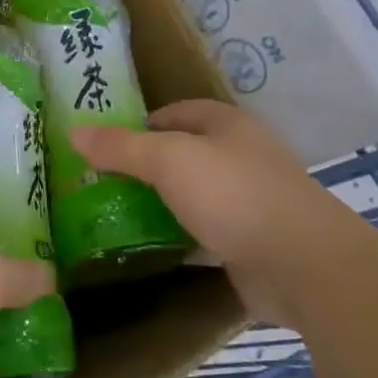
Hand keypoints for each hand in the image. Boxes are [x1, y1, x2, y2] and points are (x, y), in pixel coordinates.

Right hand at [72, 100, 377, 325]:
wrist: (303, 265)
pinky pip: (204, 232)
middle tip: (102, 182)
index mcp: (227, 125)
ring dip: (161, 203)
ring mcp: (248, 200)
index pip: (175, 113)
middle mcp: (240, 156)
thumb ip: (121, 147)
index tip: (104, 145)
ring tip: (115, 213)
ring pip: (193, 195)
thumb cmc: (233, 194)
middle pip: (183, 154)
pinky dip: (179, 237)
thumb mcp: (168, 160)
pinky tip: (149, 247)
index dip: (139, 124)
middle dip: (145, 166)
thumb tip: (75, 132)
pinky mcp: (250, 241)